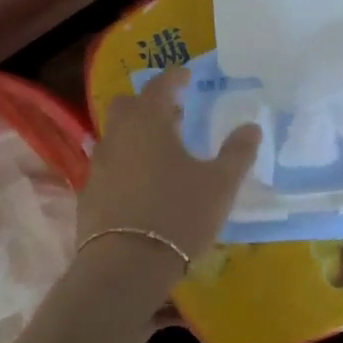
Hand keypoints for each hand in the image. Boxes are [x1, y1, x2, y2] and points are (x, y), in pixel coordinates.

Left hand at [75, 67, 261, 287]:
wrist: (125, 267)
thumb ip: (237, 153)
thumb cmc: (178, 214)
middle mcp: (119, 136)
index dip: (174, 77)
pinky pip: (109, 164)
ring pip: (116, 135)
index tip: (186, 76)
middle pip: (128, 105)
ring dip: (136, 133)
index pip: (159, 86)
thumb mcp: (220, 185)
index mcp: (149, 122)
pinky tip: (143, 183)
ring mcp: (100, 165)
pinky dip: (126, 162)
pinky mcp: (90, 193)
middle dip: (149, 103)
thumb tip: (251, 127)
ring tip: (162, 150)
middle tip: (174, 113)